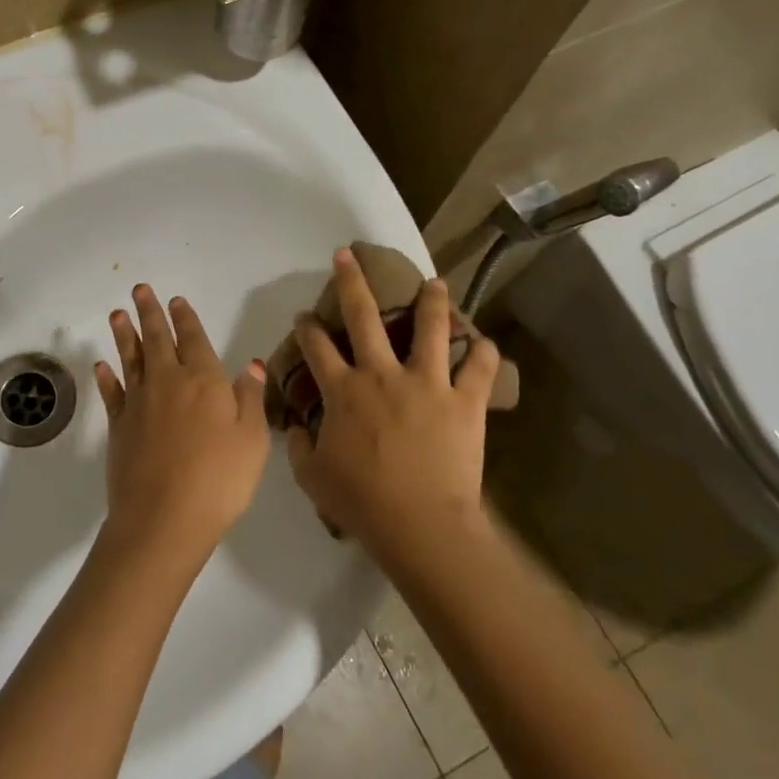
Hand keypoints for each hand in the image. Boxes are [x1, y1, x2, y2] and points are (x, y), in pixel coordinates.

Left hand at [94, 285, 269, 561]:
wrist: (164, 517)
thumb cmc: (219, 479)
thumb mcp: (252, 439)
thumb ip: (251, 398)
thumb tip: (251, 364)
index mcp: (204, 381)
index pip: (194, 339)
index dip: (185, 318)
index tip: (176, 300)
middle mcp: (168, 382)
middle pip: (157, 339)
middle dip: (149, 312)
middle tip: (139, 289)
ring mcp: (139, 403)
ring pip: (130, 358)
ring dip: (124, 334)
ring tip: (117, 313)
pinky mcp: (118, 426)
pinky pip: (111, 393)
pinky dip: (105, 377)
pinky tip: (100, 365)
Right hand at [285, 249, 502, 566]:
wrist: (420, 524)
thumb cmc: (361, 502)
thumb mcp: (311, 477)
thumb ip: (298, 446)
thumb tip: (295, 429)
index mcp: (343, 391)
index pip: (316, 346)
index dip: (306, 326)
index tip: (303, 315)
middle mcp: (382, 374)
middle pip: (362, 316)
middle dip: (351, 280)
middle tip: (348, 255)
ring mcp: (427, 383)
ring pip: (429, 328)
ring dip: (431, 301)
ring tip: (434, 282)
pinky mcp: (464, 401)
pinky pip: (479, 368)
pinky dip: (482, 352)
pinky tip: (482, 342)